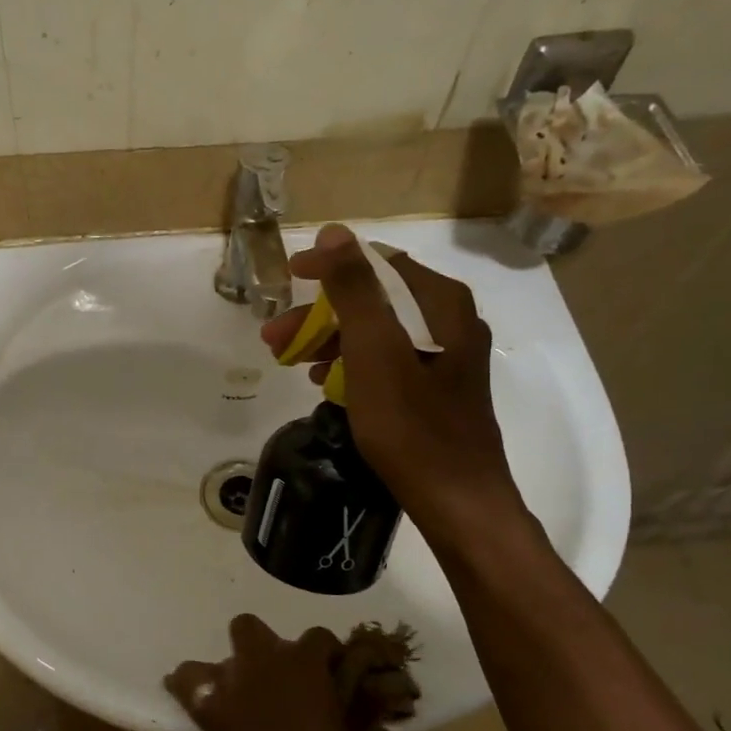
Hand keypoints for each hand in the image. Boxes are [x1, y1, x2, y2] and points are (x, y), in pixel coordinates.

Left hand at [165, 615, 395, 730]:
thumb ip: (371, 728)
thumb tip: (369, 720)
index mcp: (299, 667)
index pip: (317, 637)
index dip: (331, 656)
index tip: (341, 678)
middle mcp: (253, 672)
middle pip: (247, 629)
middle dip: (263, 647)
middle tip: (285, 682)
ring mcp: (221, 703)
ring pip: (195, 670)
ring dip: (215, 679)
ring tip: (238, 702)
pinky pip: (194, 722)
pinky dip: (205, 728)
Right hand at [261, 222, 521, 532]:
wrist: (457, 498)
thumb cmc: (411, 425)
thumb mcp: (373, 352)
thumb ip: (354, 289)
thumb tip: (335, 232)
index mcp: (439, 303)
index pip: (378, 263)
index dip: (329, 265)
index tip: (289, 276)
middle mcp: (450, 320)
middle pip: (375, 300)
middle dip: (320, 313)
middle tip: (274, 337)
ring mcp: (447, 356)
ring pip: (377, 332)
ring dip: (330, 340)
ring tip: (290, 362)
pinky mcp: (439, 387)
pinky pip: (387, 360)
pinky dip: (351, 364)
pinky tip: (324, 383)